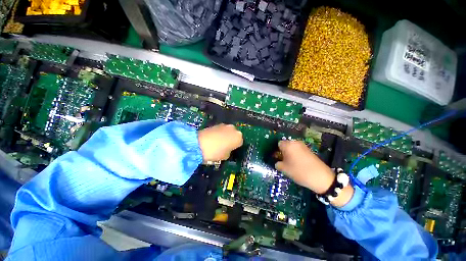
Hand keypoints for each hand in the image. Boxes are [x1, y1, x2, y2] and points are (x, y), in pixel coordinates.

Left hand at [198, 124, 242, 161]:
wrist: (199, 144)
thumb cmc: (215, 152)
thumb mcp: (225, 156)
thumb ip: (229, 151)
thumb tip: (227, 149)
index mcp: (238, 137)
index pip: (240, 142)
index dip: (235, 147)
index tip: (231, 150)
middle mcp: (233, 129)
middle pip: (234, 135)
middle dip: (231, 139)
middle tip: (225, 146)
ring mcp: (224, 125)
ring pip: (227, 131)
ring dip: (225, 135)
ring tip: (218, 142)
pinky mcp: (216, 124)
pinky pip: (221, 130)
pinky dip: (219, 133)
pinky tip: (213, 138)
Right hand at [275, 140, 353, 206]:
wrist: (321, 177)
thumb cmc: (299, 171)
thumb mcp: (284, 169)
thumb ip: (277, 164)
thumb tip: (277, 162)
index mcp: (288, 145)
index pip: (278, 144)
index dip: (276, 151)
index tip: (277, 158)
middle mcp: (295, 142)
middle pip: (285, 144)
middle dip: (283, 151)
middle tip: (283, 161)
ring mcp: (303, 145)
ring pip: (292, 147)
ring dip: (290, 153)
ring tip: (290, 162)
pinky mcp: (309, 150)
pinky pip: (298, 150)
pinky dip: (296, 154)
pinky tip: (298, 163)